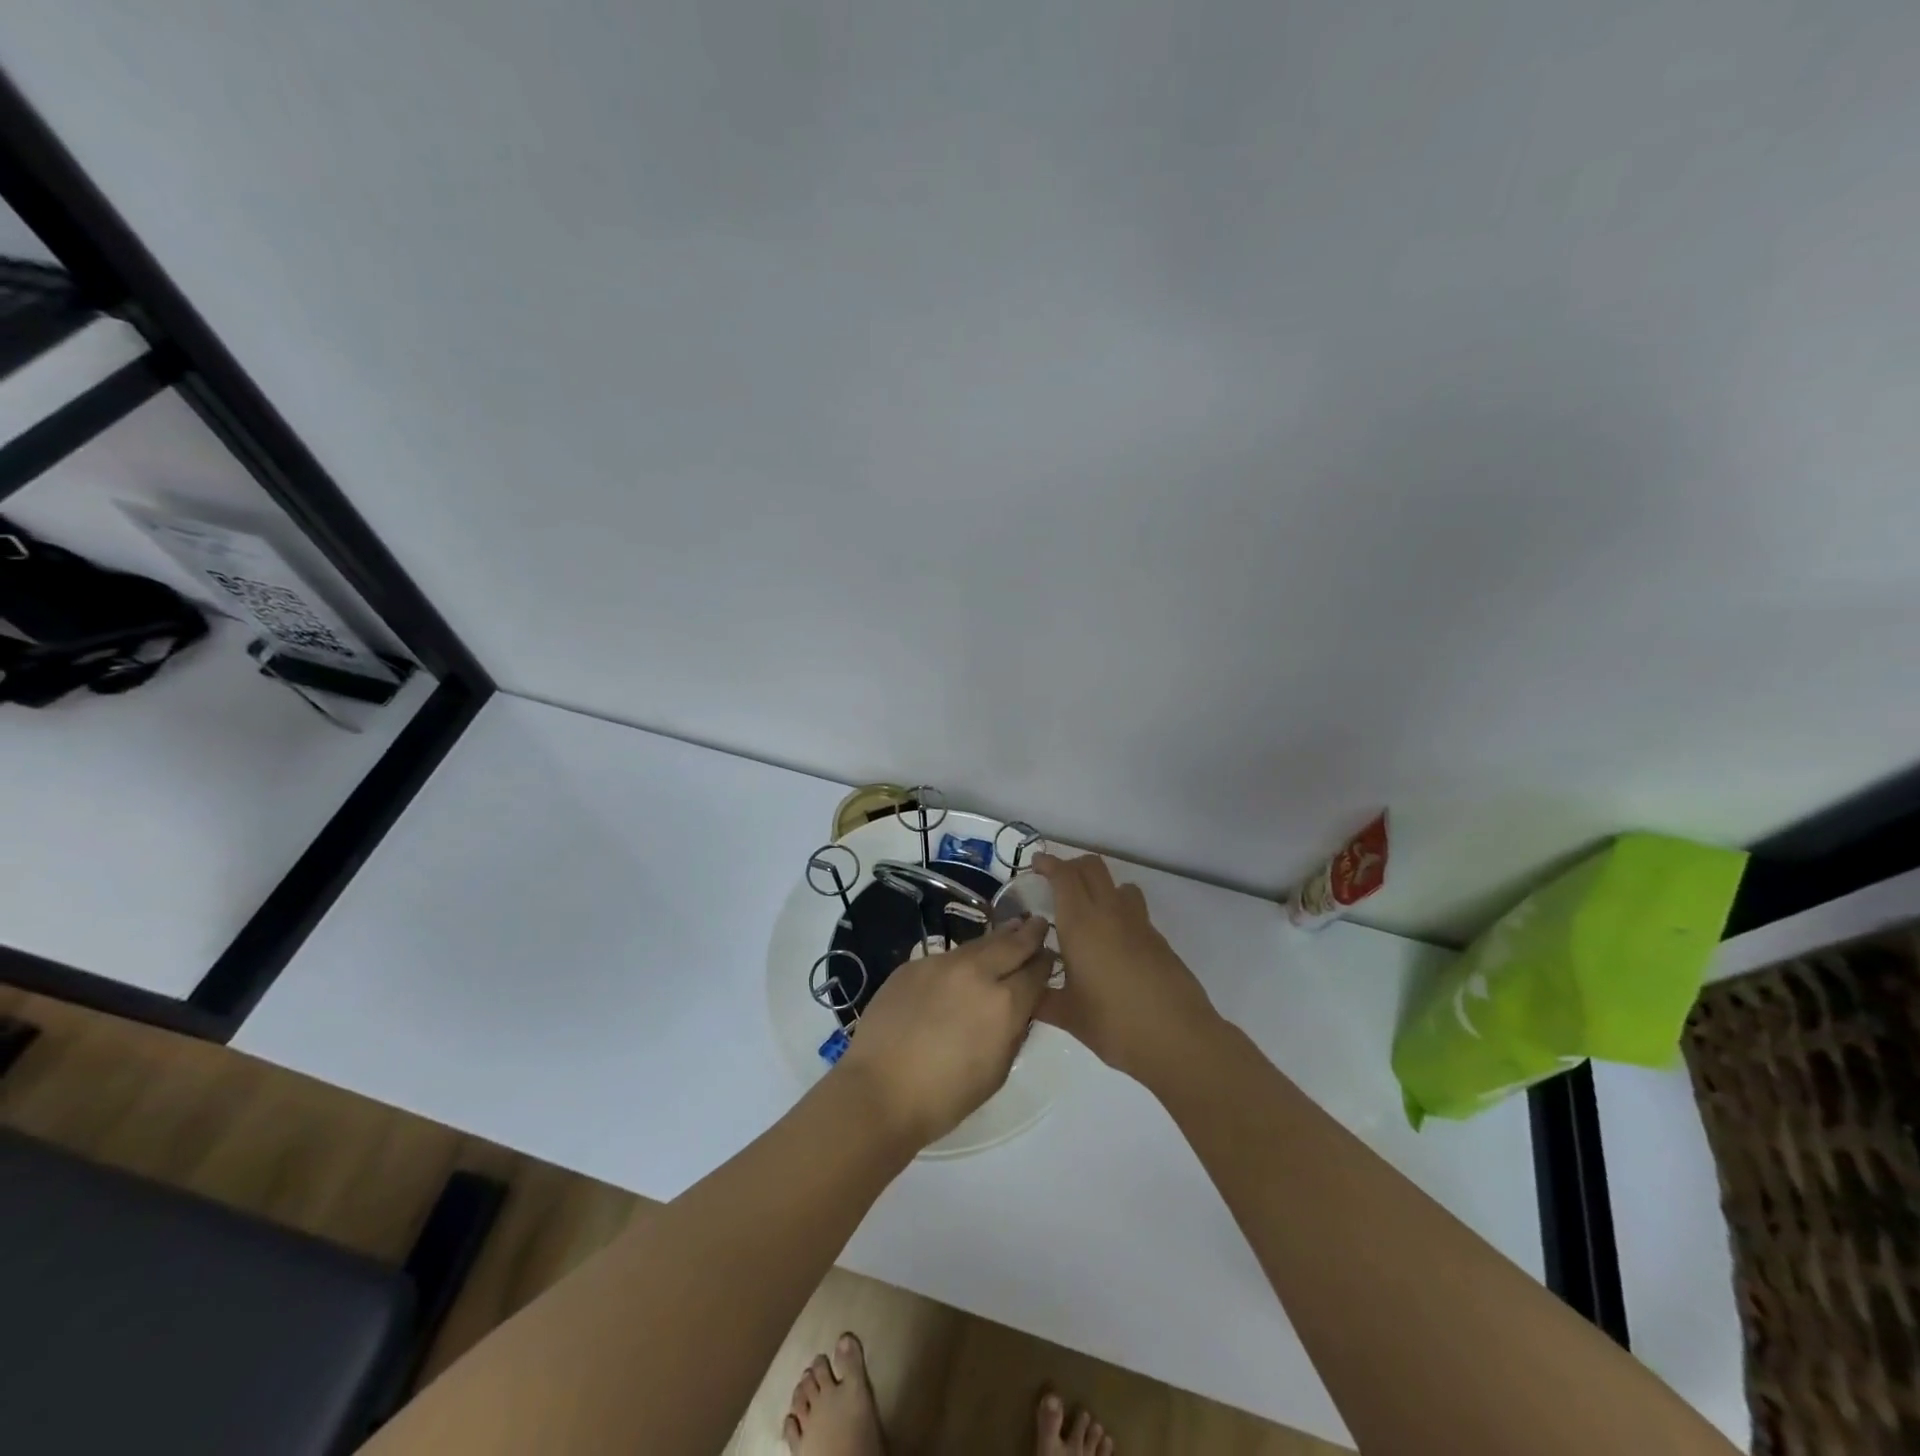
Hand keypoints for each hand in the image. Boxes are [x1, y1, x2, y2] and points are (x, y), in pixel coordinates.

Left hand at [837, 916, 1054, 1148]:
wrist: (879, 1090)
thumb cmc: (945, 1096)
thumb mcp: (997, 1071)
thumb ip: (1014, 1031)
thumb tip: (1019, 1007)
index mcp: (1005, 1003)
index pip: (1037, 971)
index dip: (1047, 963)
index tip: (1050, 958)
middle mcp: (977, 972)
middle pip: (1012, 943)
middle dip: (1029, 933)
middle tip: (1038, 923)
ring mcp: (942, 964)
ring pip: (978, 944)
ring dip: (997, 938)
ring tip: (1009, 931)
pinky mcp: (914, 964)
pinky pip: (947, 957)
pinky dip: (962, 959)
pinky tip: (962, 967)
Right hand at [1033, 853, 1219, 1086]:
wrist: (1179, 1040)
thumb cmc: (1115, 1024)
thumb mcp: (1069, 1016)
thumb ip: (1042, 999)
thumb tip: (1024, 993)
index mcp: (1081, 924)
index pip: (1064, 876)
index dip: (1048, 864)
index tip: (1035, 865)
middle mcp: (1110, 914)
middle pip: (1092, 867)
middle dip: (1072, 866)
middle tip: (1055, 883)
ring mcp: (1139, 924)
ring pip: (1118, 884)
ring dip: (1100, 886)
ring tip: (1086, 911)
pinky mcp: (1158, 939)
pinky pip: (1134, 910)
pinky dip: (1118, 911)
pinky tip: (1110, 944)